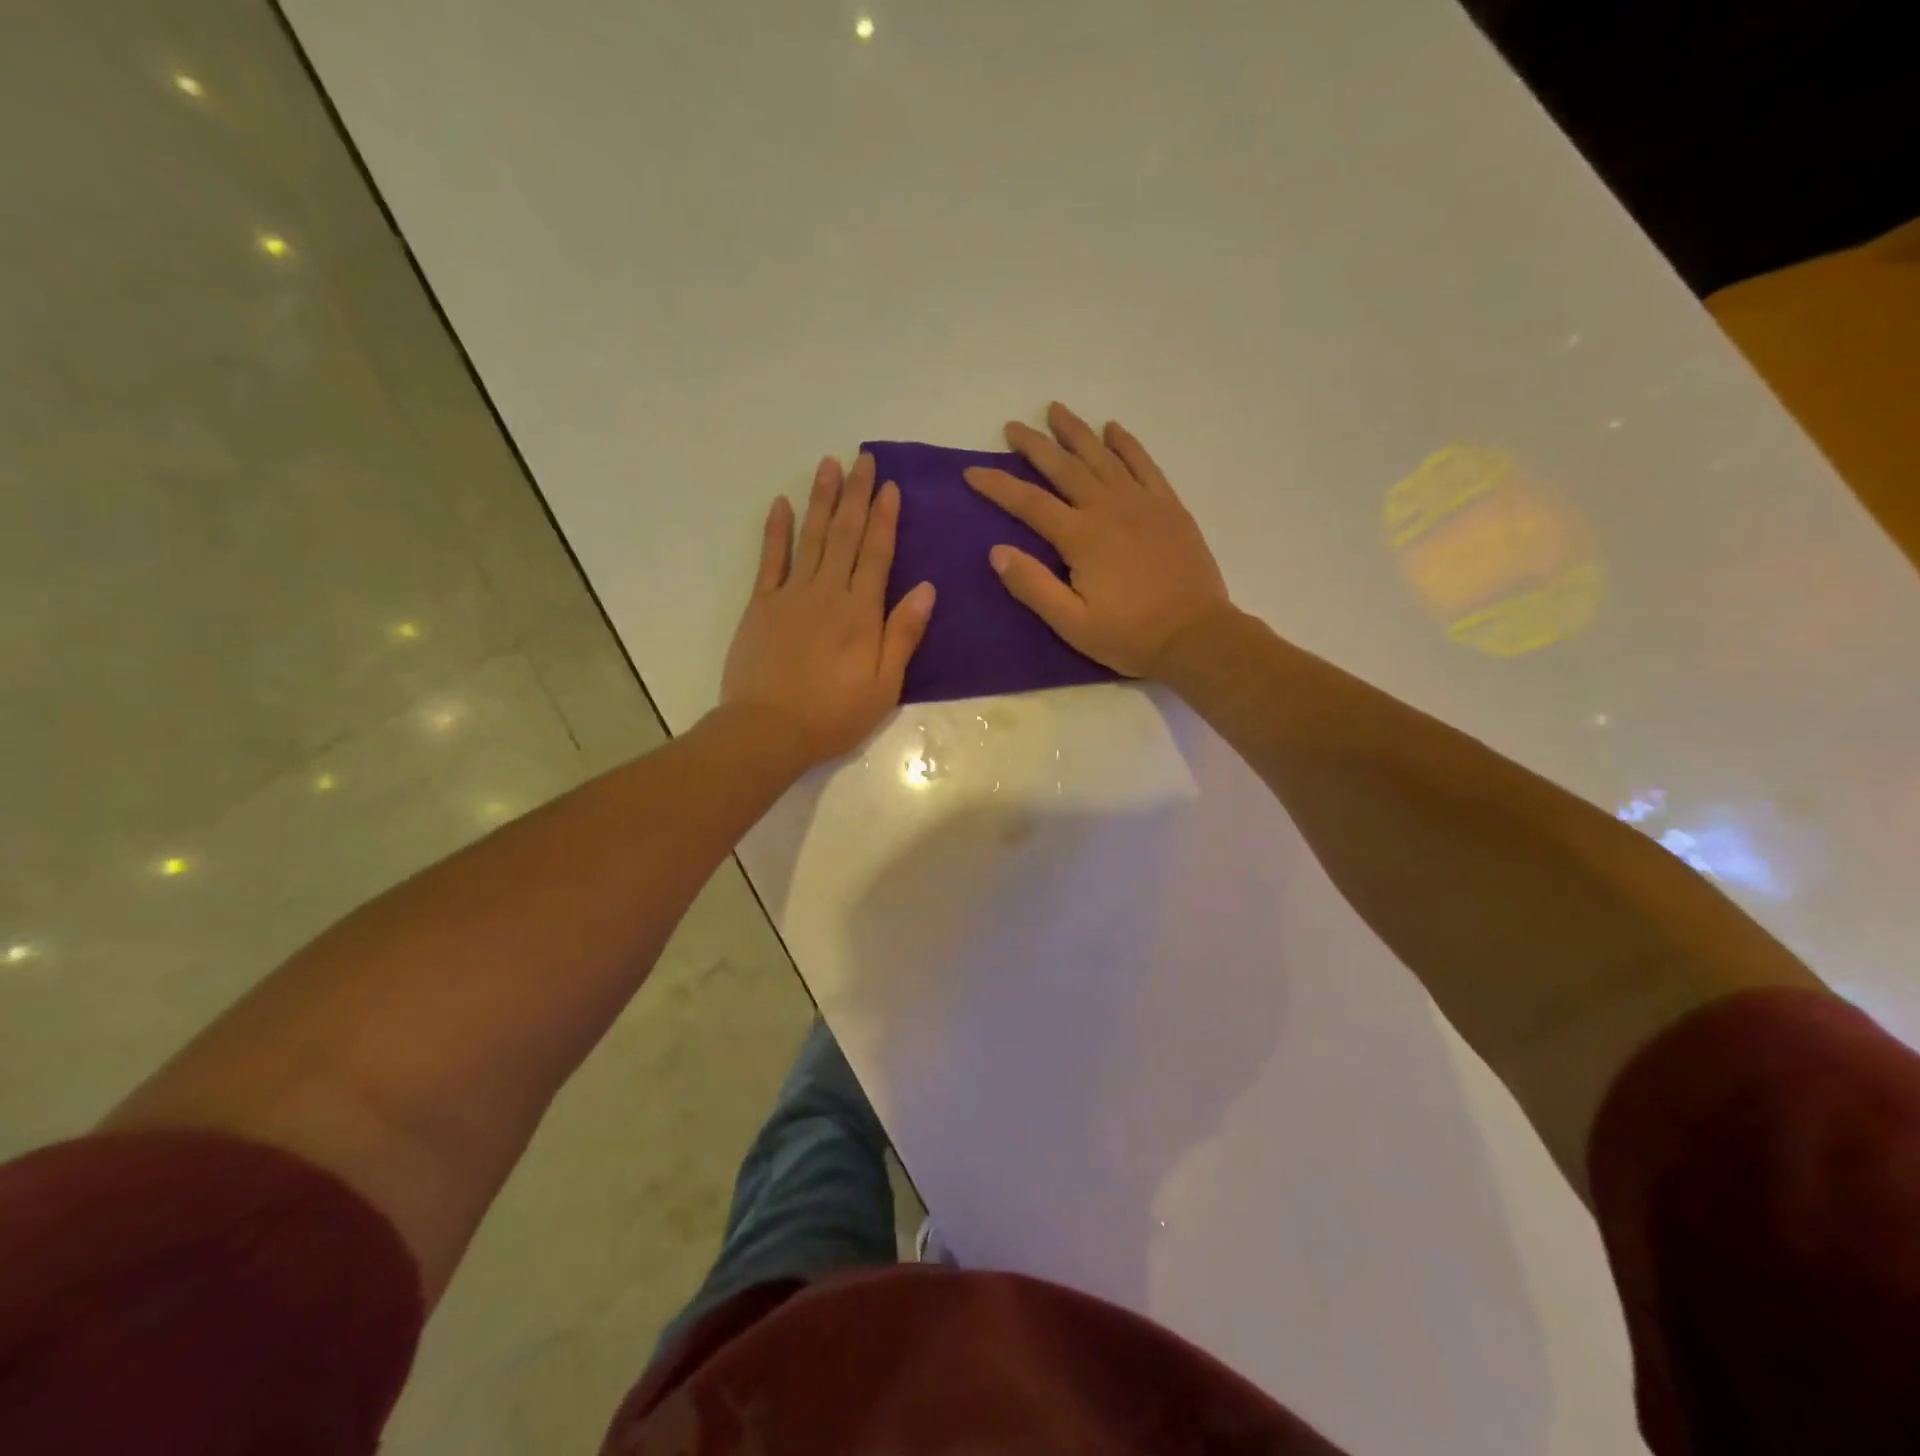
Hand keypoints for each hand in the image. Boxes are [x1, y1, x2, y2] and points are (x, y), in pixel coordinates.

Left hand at [722, 453, 935, 764]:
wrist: (769, 730)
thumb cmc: (834, 714)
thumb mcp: (885, 685)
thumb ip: (903, 634)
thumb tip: (927, 588)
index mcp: (861, 612)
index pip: (877, 553)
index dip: (885, 517)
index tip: (890, 485)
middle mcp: (828, 593)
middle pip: (845, 535)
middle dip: (857, 495)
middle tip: (863, 459)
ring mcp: (791, 595)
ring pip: (811, 537)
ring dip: (821, 499)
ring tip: (829, 465)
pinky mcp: (761, 605)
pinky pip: (770, 559)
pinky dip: (776, 530)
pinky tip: (782, 503)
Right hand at [964, 403, 1229, 677]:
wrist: (1195, 635)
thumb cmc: (1129, 635)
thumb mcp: (1072, 624)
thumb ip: (1033, 586)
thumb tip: (997, 551)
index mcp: (1081, 538)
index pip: (1029, 503)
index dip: (998, 486)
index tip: (972, 472)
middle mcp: (1109, 509)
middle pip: (1065, 468)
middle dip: (1036, 446)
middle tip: (1013, 426)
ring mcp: (1142, 504)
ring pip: (1103, 457)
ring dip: (1077, 433)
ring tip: (1056, 410)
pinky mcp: (1169, 508)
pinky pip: (1144, 465)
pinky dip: (1127, 444)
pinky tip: (1114, 429)